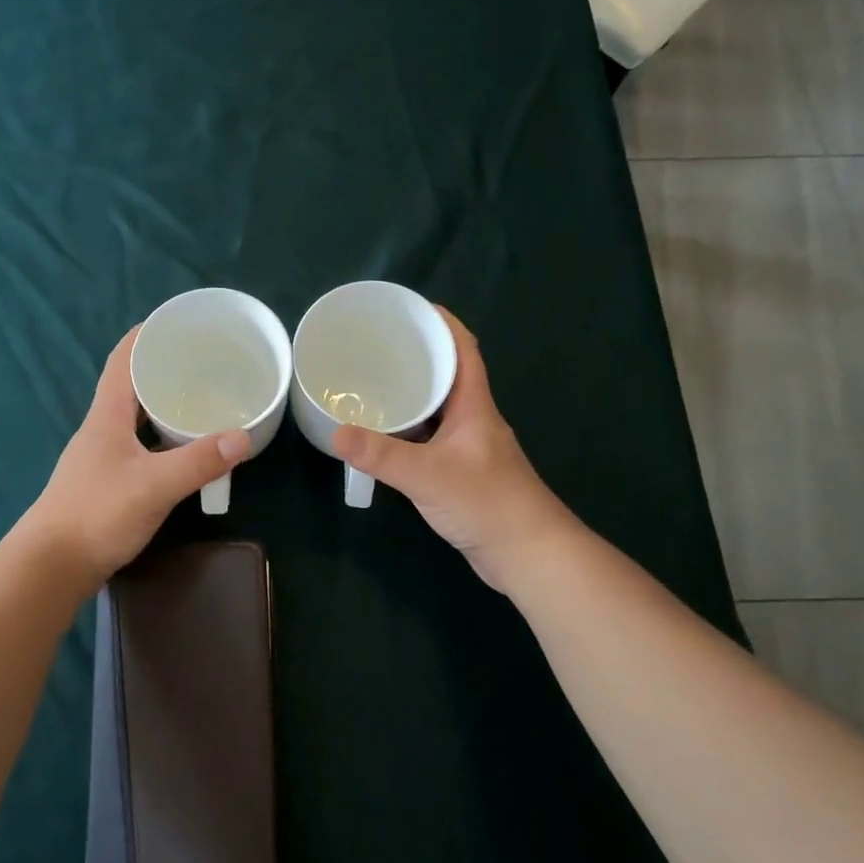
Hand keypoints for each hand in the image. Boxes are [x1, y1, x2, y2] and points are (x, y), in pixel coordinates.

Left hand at [23, 327, 251, 585]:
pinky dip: (162, 438)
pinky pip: (139, 445)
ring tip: (200, 400)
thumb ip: (198, 461)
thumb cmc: (97, 514)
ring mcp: (101, 457)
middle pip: (130, 386)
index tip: (174, 322)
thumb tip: (243, 437)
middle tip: (203, 363)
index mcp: (107, 416)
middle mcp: (101, 429)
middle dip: (163, 369)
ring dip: (163, 405)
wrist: (52, 566)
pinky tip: (183, 450)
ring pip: (136, 418)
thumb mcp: (154, 485)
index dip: (144, 336)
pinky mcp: (106, 482)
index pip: (121, 360)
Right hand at [333, 308, 578, 595]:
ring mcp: (469, 446)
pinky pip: (431, 436)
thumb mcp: (428, 475)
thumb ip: (382, 455)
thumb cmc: (487, 503)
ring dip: (412, 394)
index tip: (411, 308)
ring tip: (372, 385)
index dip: (442, 323)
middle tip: (377, 348)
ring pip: (438, 408)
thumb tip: (336, 432)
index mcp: (475, 405)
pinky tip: (385, 436)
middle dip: (417, 356)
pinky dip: (409, 429)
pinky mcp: (462, 471)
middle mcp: (474, 418)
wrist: (527, 554)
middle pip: (447, 375)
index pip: (463, 349)